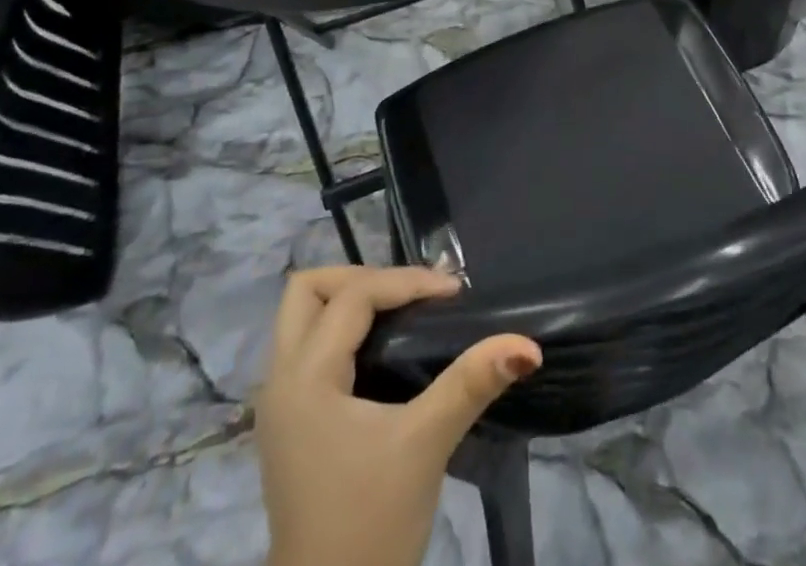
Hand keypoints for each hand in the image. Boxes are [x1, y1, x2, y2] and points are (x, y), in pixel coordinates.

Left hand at [259, 266, 540, 565]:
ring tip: (399, 313)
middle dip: (359, 278)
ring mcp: (278, 404)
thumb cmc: (372, 526)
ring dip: (347, 301)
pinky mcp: (288, 424)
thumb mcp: (425, 446)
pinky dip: (339, 330)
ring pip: (301, 318)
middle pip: (308, 291)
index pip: (354, 296)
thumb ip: (471, 383)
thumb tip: (527, 345)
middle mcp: (280, 380)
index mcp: (304, 377)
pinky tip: (379, 349)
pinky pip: (305, 347)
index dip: (406, 282)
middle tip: (410, 295)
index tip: (454, 291)